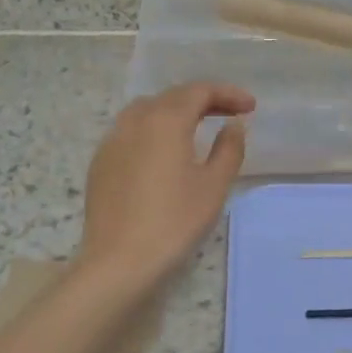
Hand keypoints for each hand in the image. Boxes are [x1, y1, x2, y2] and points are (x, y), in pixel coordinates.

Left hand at [77, 82, 255, 288]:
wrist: (119, 261)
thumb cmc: (174, 222)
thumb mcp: (213, 186)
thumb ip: (228, 149)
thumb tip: (233, 126)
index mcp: (165, 121)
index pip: (199, 91)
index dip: (228, 94)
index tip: (250, 107)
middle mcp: (134, 121)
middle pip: (171, 97)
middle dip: (203, 100)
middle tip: (229, 114)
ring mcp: (112, 142)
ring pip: (146, 111)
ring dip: (175, 112)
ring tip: (196, 128)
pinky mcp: (100, 164)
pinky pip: (130, 132)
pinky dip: (153, 130)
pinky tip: (163, 153)